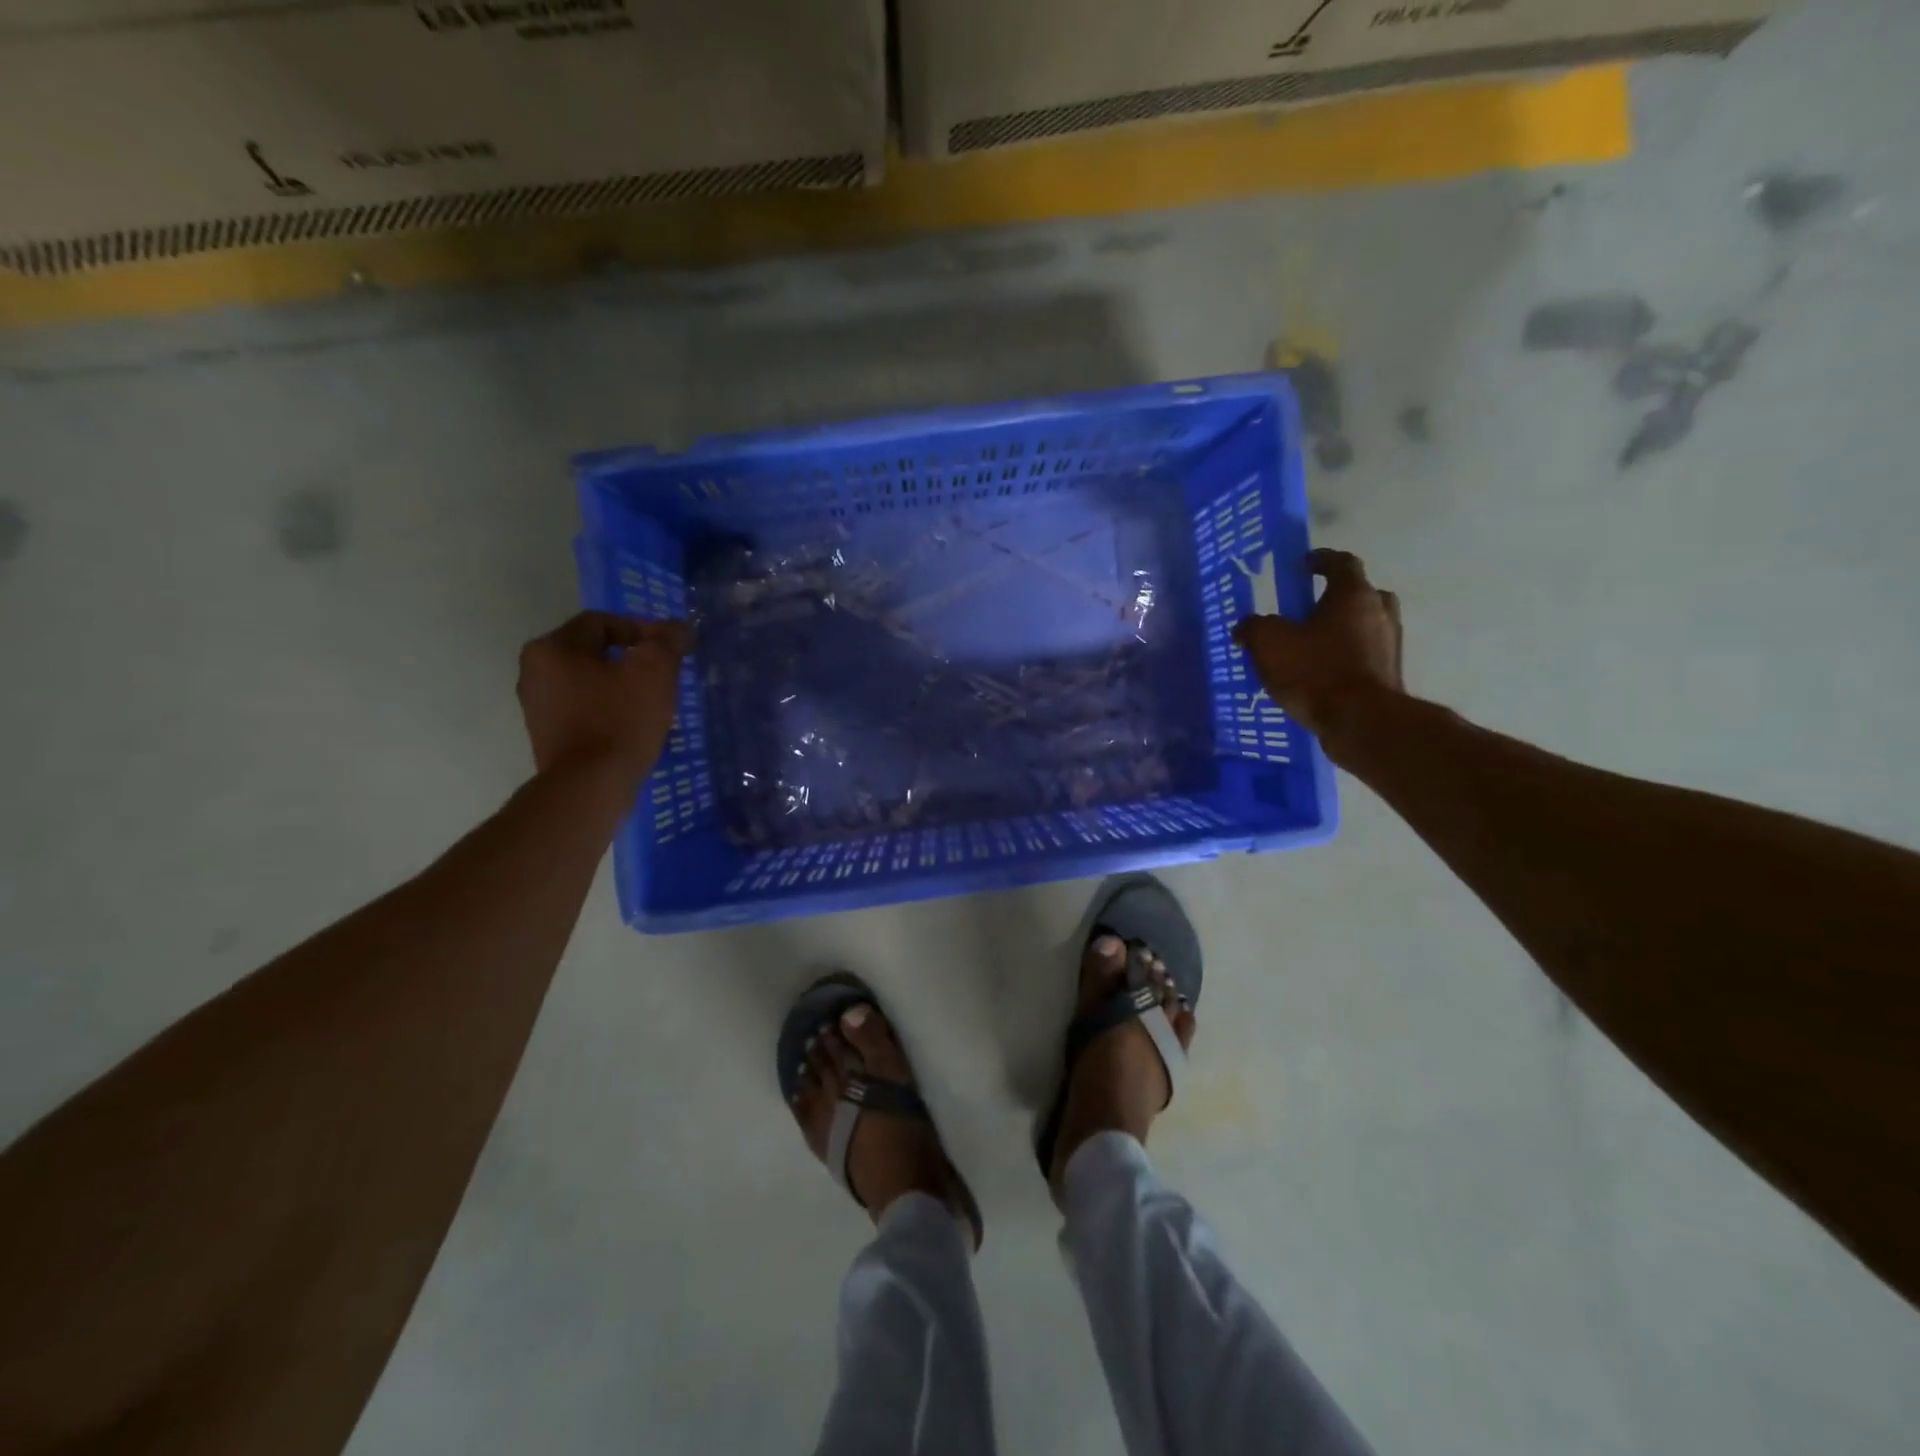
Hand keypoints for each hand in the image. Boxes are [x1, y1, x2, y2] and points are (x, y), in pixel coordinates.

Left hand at [516, 612, 689, 782]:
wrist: (590, 786)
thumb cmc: (620, 720)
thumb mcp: (654, 671)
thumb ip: (667, 641)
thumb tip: (677, 628)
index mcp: (553, 648)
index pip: (604, 622)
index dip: (644, 629)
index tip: (672, 649)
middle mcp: (535, 671)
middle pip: (595, 651)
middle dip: (634, 658)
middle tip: (667, 673)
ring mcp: (538, 705)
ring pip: (591, 681)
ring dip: (623, 684)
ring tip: (655, 700)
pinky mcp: (548, 734)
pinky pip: (585, 708)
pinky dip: (611, 708)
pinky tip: (635, 724)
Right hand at [1233, 549, 1403, 738]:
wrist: (1361, 721)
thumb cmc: (1315, 670)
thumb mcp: (1269, 643)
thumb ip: (1253, 627)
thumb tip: (1245, 627)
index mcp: (1353, 594)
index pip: (1342, 562)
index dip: (1321, 560)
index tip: (1304, 564)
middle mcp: (1380, 612)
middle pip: (1359, 594)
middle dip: (1335, 599)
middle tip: (1309, 610)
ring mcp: (1390, 644)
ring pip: (1364, 626)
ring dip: (1341, 630)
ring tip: (1310, 647)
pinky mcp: (1389, 674)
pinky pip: (1364, 655)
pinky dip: (1345, 657)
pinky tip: (1321, 674)